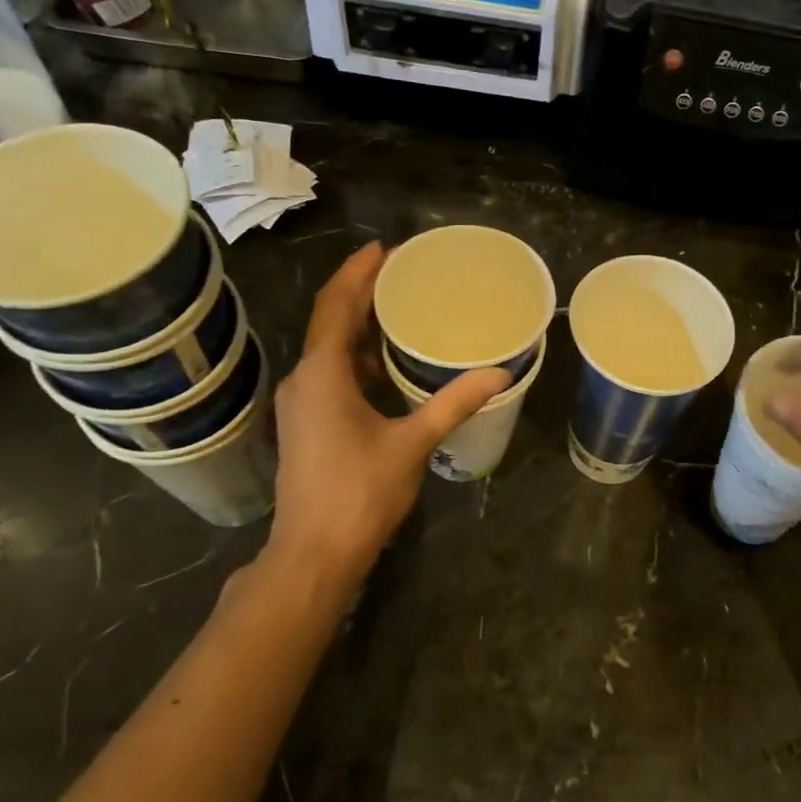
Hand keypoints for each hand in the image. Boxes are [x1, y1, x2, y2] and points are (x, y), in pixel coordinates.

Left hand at [261, 243, 508, 592]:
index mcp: (323, 374)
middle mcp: (304, 381)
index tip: (383, 248)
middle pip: (330, 322)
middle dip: (360, 294)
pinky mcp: (305, 426)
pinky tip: (385, 368)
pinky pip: (330, 375)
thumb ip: (453, 403)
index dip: (358, 272)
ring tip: (396, 311)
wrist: (314, 553)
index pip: (336, 305)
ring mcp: (300, 405)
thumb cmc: (360, 493)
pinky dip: (355, 360)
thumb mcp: (413, 443)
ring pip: (328, 351)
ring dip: (357, 328)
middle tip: (398, 272)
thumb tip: (499, 373)